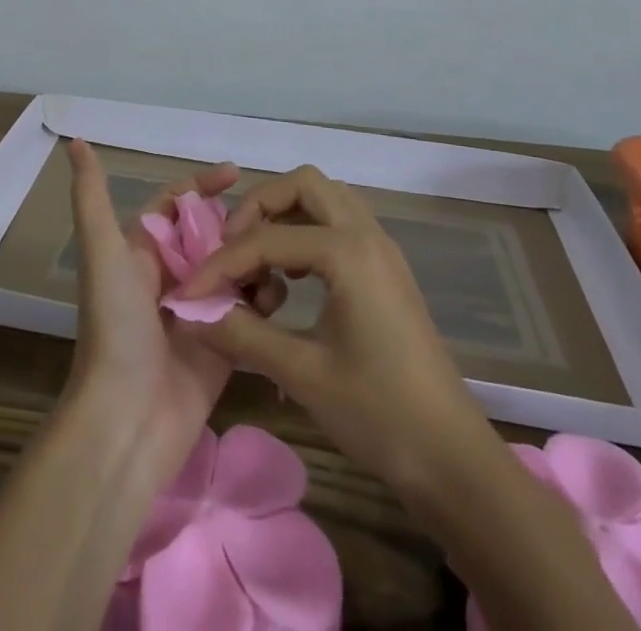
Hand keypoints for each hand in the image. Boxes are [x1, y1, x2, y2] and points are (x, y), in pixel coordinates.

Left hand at [62, 137, 283, 486]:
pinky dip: (264, 299)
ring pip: (236, 268)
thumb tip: (75, 142)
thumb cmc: (115, 327)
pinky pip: (251, 311)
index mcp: (143, 251)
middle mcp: (171, 276)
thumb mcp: (102, 253)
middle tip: (270, 219)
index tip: (236, 173)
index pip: (177, 204)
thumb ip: (91, 197)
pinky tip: (277, 295)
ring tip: (278, 256)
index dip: (202, 185)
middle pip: (213, 234)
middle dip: (238, 223)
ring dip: (254, 259)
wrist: (127, 419)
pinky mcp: (225, 344)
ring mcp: (200, 311)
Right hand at [178, 164, 480, 487]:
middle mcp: (366, 233)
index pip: (266, 238)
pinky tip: (292, 280)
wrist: (451, 457)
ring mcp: (381, 248)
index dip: (221, 264)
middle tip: (233, 248)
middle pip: (303, 184)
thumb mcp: (301, 373)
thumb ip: (241, 334)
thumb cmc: (378, 413)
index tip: (190, 291)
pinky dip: (308, 233)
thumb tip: (189, 313)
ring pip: (324, 199)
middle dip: (260, 207)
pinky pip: (339, 224)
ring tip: (260, 262)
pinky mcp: (386, 268)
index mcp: (347, 251)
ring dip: (286, 216)